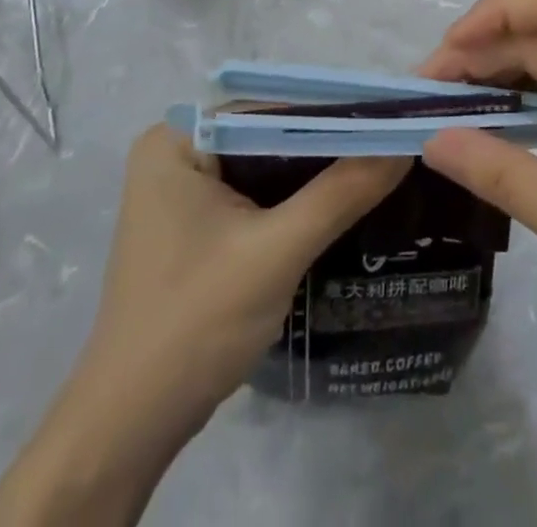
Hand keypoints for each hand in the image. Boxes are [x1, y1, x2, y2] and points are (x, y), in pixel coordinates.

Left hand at [83, 124, 408, 424]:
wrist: (131, 428)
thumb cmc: (195, 323)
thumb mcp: (277, 251)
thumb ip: (342, 192)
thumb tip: (405, 145)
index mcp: (178, 139)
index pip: (271, 108)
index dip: (333, 114)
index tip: (391, 121)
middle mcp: (176, 151)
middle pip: (269, 134)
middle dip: (328, 145)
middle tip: (393, 147)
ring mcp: (183, 191)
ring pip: (266, 166)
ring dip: (316, 175)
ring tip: (381, 169)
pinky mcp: (195, 225)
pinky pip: (256, 195)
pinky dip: (295, 201)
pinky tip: (341, 206)